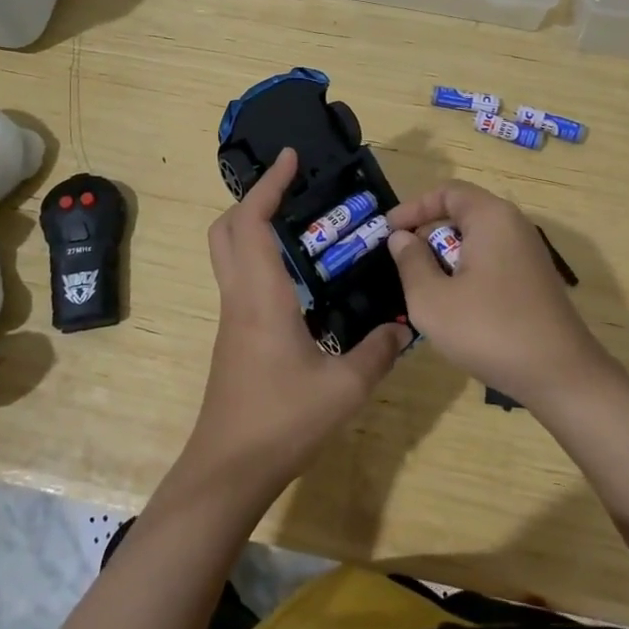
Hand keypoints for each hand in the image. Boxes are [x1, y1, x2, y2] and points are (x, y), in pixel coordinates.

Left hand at [183, 148, 407, 502]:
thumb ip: (377, 351)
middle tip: (292, 189)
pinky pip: (242, 279)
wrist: (228, 470)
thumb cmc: (282, 421)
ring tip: (304, 226)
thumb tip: (402, 326)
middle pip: (226, 230)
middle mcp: (239, 297)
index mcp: (261, 296)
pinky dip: (262, 259)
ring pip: (230, 254)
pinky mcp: (234, 337)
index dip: (268, 184)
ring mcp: (232, 318)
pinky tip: (302, 279)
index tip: (289, 158)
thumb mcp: (344, 388)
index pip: (252, 222)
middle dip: (253, 199)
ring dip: (256, 227)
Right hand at [386, 180, 608, 404]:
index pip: (447, 191)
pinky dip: (467, 271)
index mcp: (491, 218)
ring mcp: (528, 254)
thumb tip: (402, 238)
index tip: (388, 231)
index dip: (413, 207)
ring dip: (446, 256)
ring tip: (424, 286)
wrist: (560, 375)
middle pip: (463, 213)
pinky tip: (455, 305)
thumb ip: (411, 262)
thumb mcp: (432, 299)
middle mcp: (514, 226)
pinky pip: (492, 260)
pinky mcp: (534, 280)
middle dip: (428, 233)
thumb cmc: (489, 330)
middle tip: (402, 262)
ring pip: (477, 240)